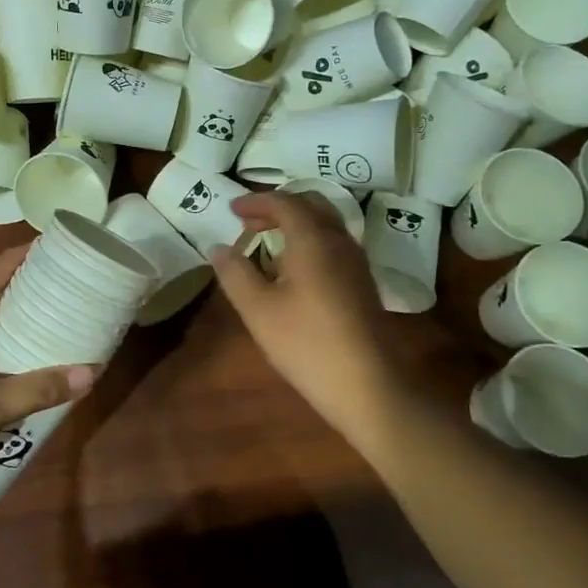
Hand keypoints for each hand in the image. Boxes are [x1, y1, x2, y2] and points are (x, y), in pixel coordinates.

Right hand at [211, 192, 409, 439]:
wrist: (368, 386)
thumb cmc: (306, 344)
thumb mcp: (258, 309)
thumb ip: (235, 273)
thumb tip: (219, 248)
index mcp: (313, 239)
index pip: (284, 202)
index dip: (256, 201)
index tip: (232, 209)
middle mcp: (339, 241)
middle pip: (311, 204)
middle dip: (278, 206)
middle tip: (249, 222)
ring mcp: (356, 262)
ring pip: (326, 224)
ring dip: (296, 223)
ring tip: (267, 243)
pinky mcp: (362, 283)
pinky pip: (333, 244)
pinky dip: (309, 241)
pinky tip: (293, 270)